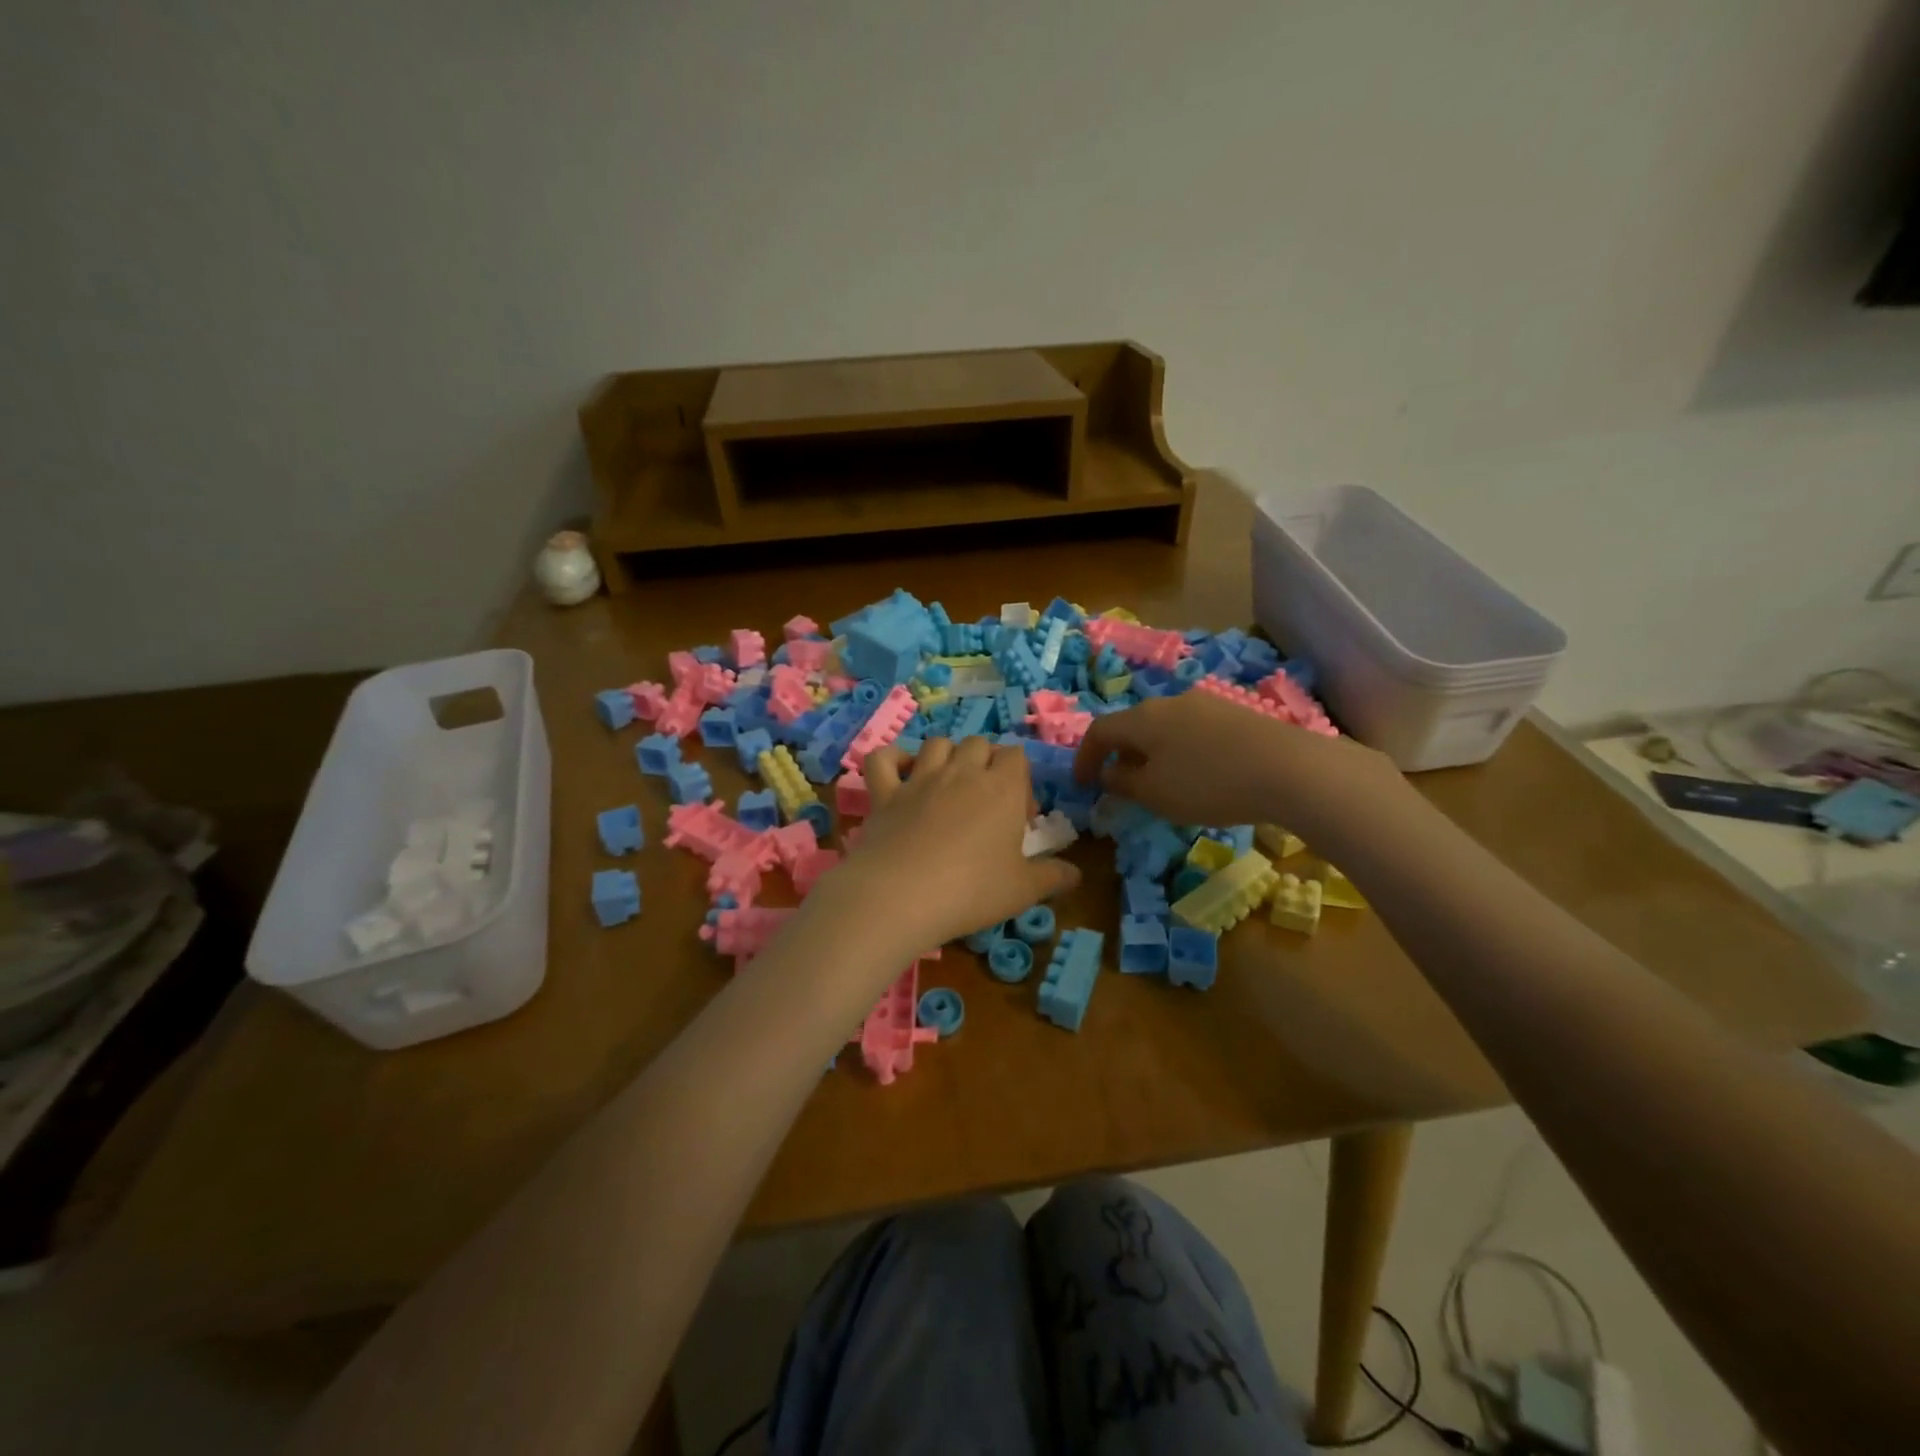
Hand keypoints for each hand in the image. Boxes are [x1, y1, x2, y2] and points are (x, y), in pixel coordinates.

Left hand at [839, 737, 1079, 949]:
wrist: (901, 895)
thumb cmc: (972, 890)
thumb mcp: (1023, 890)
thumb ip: (1053, 877)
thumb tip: (1076, 874)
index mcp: (1001, 787)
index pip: (1017, 756)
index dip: (1020, 778)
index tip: (1018, 815)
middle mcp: (962, 772)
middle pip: (978, 743)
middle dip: (985, 762)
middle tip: (985, 801)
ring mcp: (919, 779)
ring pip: (937, 744)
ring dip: (946, 756)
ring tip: (948, 786)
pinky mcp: (885, 793)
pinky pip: (882, 759)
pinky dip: (891, 759)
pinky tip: (900, 774)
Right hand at [1071, 692, 1400, 832]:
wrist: (1289, 769)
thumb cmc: (1207, 783)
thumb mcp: (1155, 794)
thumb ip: (1123, 783)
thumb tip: (1109, 773)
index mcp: (1142, 717)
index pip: (1100, 731)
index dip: (1085, 757)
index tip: (1082, 784)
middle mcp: (1170, 702)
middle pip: (1133, 725)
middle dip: (1120, 754)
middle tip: (1119, 783)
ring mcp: (1206, 704)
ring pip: (1164, 727)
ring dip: (1151, 753)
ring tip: (1158, 782)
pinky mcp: (1236, 715)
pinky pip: (1192, 731)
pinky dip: (1180, 752)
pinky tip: (1197, 775)